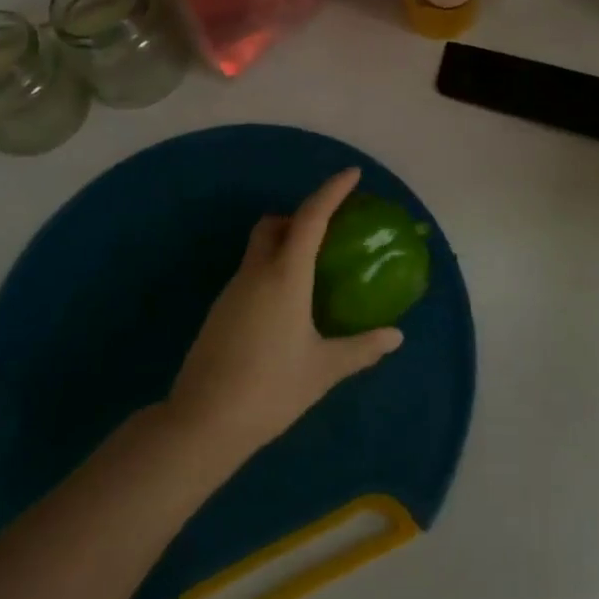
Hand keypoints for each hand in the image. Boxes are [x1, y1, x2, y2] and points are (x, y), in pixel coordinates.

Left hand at [167, 168, 403, 463]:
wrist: (203, 423)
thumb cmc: (270, 389)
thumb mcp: (323, 370)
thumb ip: (361, 348)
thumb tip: (396, 336)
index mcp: (285, 276)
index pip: (311, 218)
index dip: (332, 191)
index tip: (351, 174)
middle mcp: (255, 273)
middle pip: (274, 225)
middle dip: (301, 217)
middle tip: (330, 233)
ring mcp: (232, 291)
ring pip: (259, 250)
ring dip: (285, 246)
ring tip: (314, 274)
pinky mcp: (220, 312)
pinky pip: (251, 274)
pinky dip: (271, 271)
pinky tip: (288, 308)